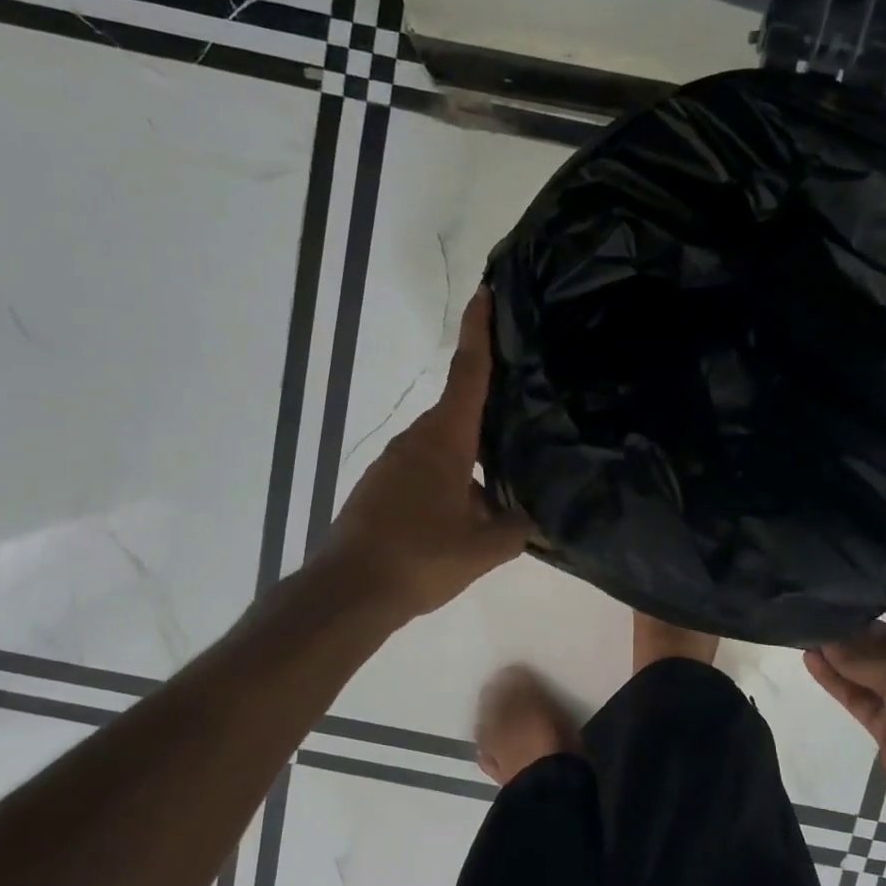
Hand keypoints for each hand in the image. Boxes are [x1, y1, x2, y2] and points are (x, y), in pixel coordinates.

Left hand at [319, 290, 530, 618]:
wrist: (347, 591)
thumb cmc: (419, 558)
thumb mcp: (483, 548)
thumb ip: (517, 529)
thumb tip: (538, 521)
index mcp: (443, 441)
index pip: (467, 374)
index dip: (479, 333)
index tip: (485, 294)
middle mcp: (415, 441)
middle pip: (459, 412)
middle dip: (488, 411)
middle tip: (524, 412)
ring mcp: (392, 464)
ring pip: (443, 447)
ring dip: (470, 458)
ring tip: (503, 482)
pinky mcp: (380, 488)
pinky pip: (425, 471)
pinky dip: (449, 480)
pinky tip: (466, 515)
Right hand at [805, 594, 885, 851]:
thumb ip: (867, 659)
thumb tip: (826, 641)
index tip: (853, 585)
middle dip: (857, 626)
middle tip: (819, 606)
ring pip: (868, 669)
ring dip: (841, 653)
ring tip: (806, 629)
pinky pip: (857, 696)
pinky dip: (836, 681)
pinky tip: (811, 661)